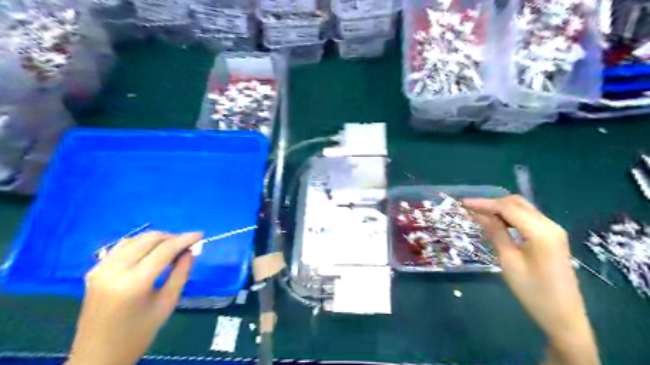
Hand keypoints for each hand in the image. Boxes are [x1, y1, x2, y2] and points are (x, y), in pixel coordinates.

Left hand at [66, 231, 202, 364]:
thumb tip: (191, 250)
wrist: (97, 356)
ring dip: (156, 240)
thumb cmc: (139, 333)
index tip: (200, 234)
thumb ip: (181, 273)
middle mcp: (114, 271)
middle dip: (172, 237)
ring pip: (135, 239)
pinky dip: (139, 245)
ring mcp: (100, 269)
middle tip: (187, 245)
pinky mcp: (94, 271)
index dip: (185, 239)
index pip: (164, 250)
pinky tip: (149, 254)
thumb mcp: (167, 303)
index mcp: (133, 283)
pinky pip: (121, 248)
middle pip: (149, 239)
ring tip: (170, 250)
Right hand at [467, 196, 598, 364]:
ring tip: (479, 213)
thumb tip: (480, 214)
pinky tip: (497, 222)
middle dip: (492, 202)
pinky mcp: (552, 237)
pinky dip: (510, 216)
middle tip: (470, 208)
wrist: (564, 318)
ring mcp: (553, 230)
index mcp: (541, 231)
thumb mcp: (509, 261)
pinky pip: (528, 218)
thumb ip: (496, 233)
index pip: (508, 208)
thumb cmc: (533, 292)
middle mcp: (550, 225)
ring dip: (501, 208)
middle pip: (517, 203)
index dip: (484, 203)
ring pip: (523, 208)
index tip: (463, 203)